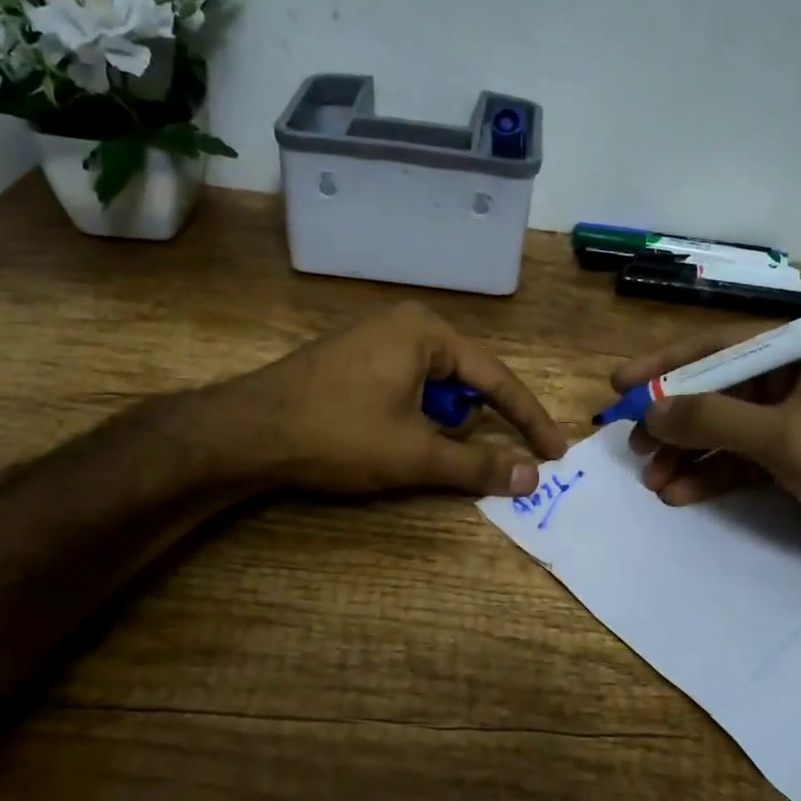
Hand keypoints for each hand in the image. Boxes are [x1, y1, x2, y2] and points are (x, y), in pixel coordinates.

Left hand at [200, 302, 567, 497]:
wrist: (245, 432)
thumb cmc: (338, 434)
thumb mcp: (414, 454)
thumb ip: (477, 464)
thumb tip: (532, 478)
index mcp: (426, 331)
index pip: (495, 378)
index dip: (527, 419)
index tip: (555, 452)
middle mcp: (404, 322)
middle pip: (464, 379)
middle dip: (470, 422)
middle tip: (462, 459)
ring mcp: (374, 336)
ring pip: (432, 385)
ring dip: (437, 422)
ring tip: (411, 450)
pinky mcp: (351, 356)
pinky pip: (404, 383)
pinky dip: (412, 413)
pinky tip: (387, 437)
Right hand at [612, 328, 800, 594]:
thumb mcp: (785, 438)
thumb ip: (713, 418)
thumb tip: (649, 409)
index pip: (720, 345)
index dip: (666, 364)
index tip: (621, 384)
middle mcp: (794, 381)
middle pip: (716, 390)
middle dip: (673, 418)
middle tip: (632, 441)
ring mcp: (792, 423)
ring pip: (722, 429)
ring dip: (685, 453)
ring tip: (651, 479)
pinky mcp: (792, 462)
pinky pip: (737, 461)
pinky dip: (708, 475)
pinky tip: (678, 494)